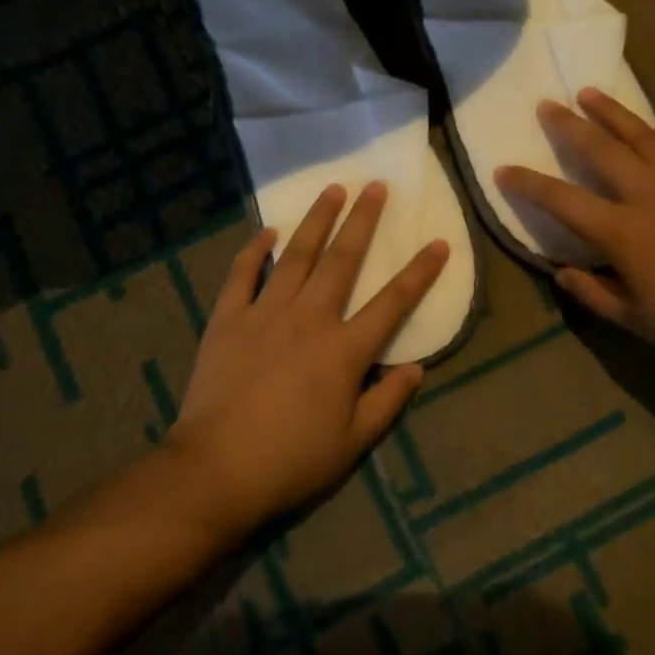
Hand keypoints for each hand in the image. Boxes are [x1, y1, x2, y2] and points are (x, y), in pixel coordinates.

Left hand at [165, 182, 448, 532]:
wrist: (216, 468)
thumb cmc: (291, 460)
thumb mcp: (352, 442)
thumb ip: (387, 401)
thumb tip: (417, 368)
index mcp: (344, 351)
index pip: (392, 302)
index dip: (419, 272)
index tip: (439, 242)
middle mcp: (309, 319)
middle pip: (342, 261)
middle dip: (363, 221)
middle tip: (376, 186)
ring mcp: (265, 313)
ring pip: (296, 256)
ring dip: (316, 221)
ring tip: (333, 189)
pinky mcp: (228, 319)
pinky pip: (242, 274)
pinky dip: (254, 250)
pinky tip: (267, 231)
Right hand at [496, 88, 654, 377]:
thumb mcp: (640, 321)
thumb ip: (595, 294)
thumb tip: (561, 273)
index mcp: (623, 231)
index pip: (562, 200)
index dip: (528, 184)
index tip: (503, 169)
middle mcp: (650, 195)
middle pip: (601, 150)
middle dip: (569, 125)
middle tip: (548, 104)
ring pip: (645, 136)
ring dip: (615, 113)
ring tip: (592, 93)